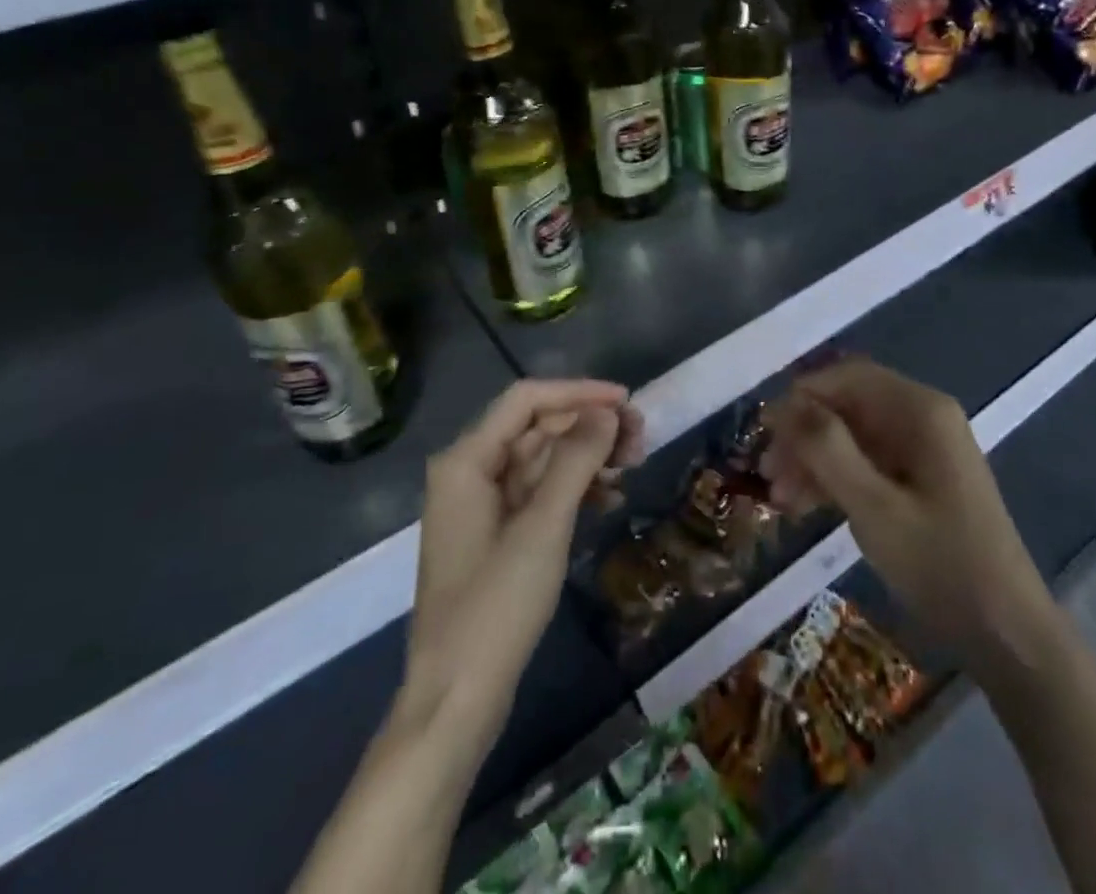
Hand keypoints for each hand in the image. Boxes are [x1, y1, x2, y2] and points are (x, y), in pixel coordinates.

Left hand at [402, 379, 643, 752]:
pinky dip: (574, 491)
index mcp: (467, 460)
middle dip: (588, 427)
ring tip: (633, 467)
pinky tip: (610, 501)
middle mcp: (470, 472)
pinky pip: (540, 494)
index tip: (627, 402)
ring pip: (542, 461)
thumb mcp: (542, 527)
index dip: (578, 393)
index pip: (527, 400)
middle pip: (537, 428)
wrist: (456, 702)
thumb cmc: (495, 608)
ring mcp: (483, 506)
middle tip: (640, 439)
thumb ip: (575, 461)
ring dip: (587, 458)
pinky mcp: (497, 536)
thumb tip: (606, 412)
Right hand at [760, 357, 1057, 667]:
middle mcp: (921, 418)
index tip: (764, 432)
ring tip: (780, 498)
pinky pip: (865, 462)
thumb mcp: (874, 506)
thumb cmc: (941, 564)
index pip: (846, 377)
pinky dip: (834, 478)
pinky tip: (804, 505)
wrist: (1008, 635)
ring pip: (851, 435)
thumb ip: (826, 448)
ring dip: (813, 459)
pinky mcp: (918, 480)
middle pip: (847, 405)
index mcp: (919, 410)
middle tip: (767, 473)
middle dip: (803, 434)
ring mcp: (921, 449)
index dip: (801, 396)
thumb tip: (784, 403)